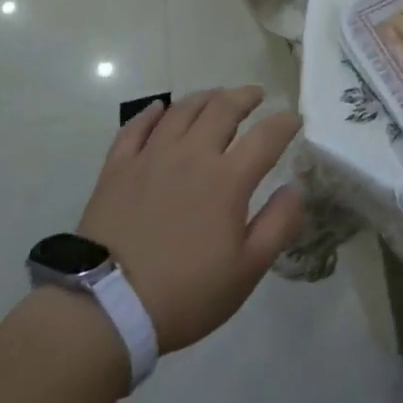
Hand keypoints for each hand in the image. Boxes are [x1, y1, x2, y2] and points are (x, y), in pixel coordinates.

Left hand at [77, 86, 305, 352]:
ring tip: (217, 95)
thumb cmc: (186, 293)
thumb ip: (278, 225)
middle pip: (222, 110)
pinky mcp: (117, 168)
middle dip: (244, 97)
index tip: (294, 117)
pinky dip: (151, 113)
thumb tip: (295, 189)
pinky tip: (159, 107)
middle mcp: (191, 156)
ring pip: (182, 110)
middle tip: (256, 95)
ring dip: (205, 97)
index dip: (283, 123)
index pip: (265, 138)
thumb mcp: (247, 270)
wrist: (107, 308)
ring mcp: (151, 158)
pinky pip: (135, 128)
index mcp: (227, 180)